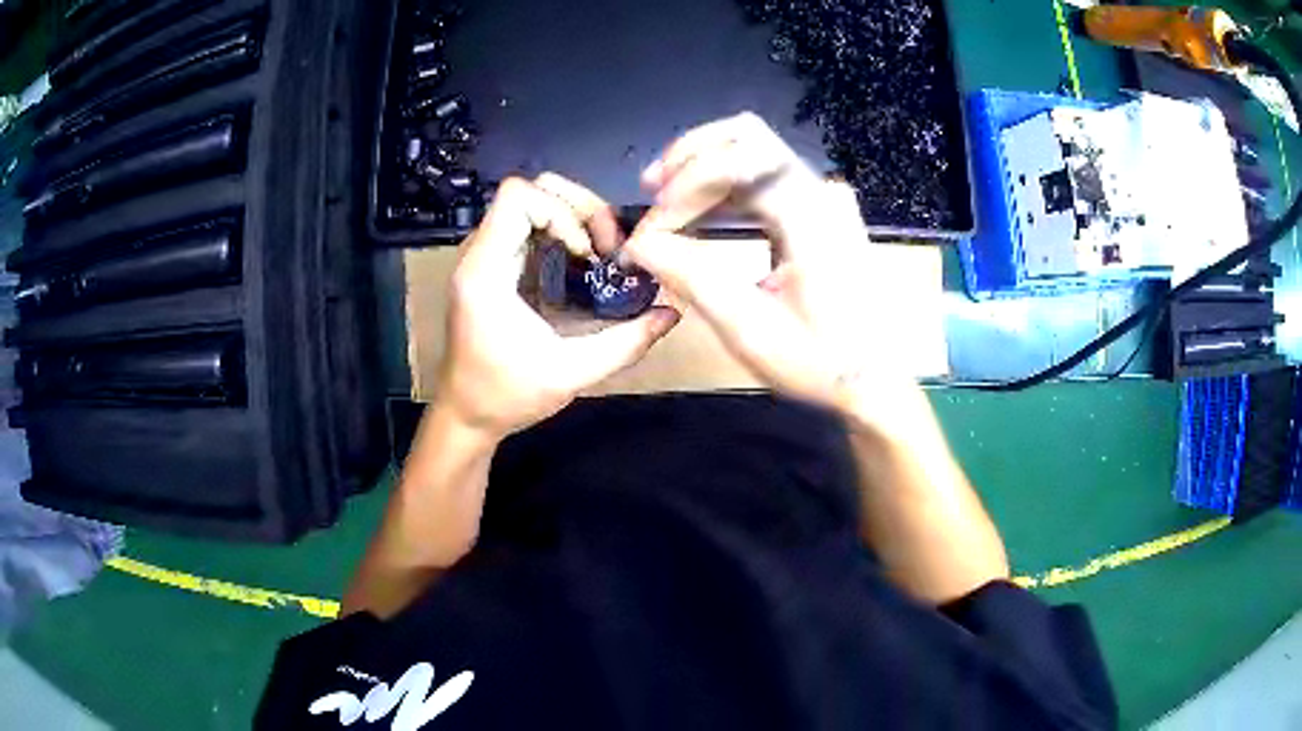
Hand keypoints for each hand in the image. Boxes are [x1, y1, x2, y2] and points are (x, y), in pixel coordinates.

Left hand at [438, 175, 680, 438]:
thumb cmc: (507, 396)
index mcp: (486, 271)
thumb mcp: (571, 374)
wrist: (467, 414)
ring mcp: (486, 255)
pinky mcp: (496, 264)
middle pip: (532, 189)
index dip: (562, 212)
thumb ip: (625, 344)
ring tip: (600, 255)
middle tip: (605, 248)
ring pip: (534, 202)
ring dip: (575, 218)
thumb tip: (670, 313)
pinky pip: (532, 225)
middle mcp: (480, 252)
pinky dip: (565, 232)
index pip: (518, 196)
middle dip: (579, 208)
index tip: (585, 254)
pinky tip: (584, 265)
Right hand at [626, 112, 891, 411]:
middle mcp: (820, 192)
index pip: (736, 165)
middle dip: (690, 159)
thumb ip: (693, 277)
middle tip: (651, 191)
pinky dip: (724, 184)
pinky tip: (698, 210)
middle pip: (745, 138)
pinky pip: (764, 174)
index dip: (684, 189)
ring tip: (663, 200)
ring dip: (704, 167)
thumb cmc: (819, 362)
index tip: (650, 233)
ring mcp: (823, 196)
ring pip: (753, 150)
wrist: (871, 379)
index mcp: (812, 217)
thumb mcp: (750, 329)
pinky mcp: (818, 208)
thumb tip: (639, 244)